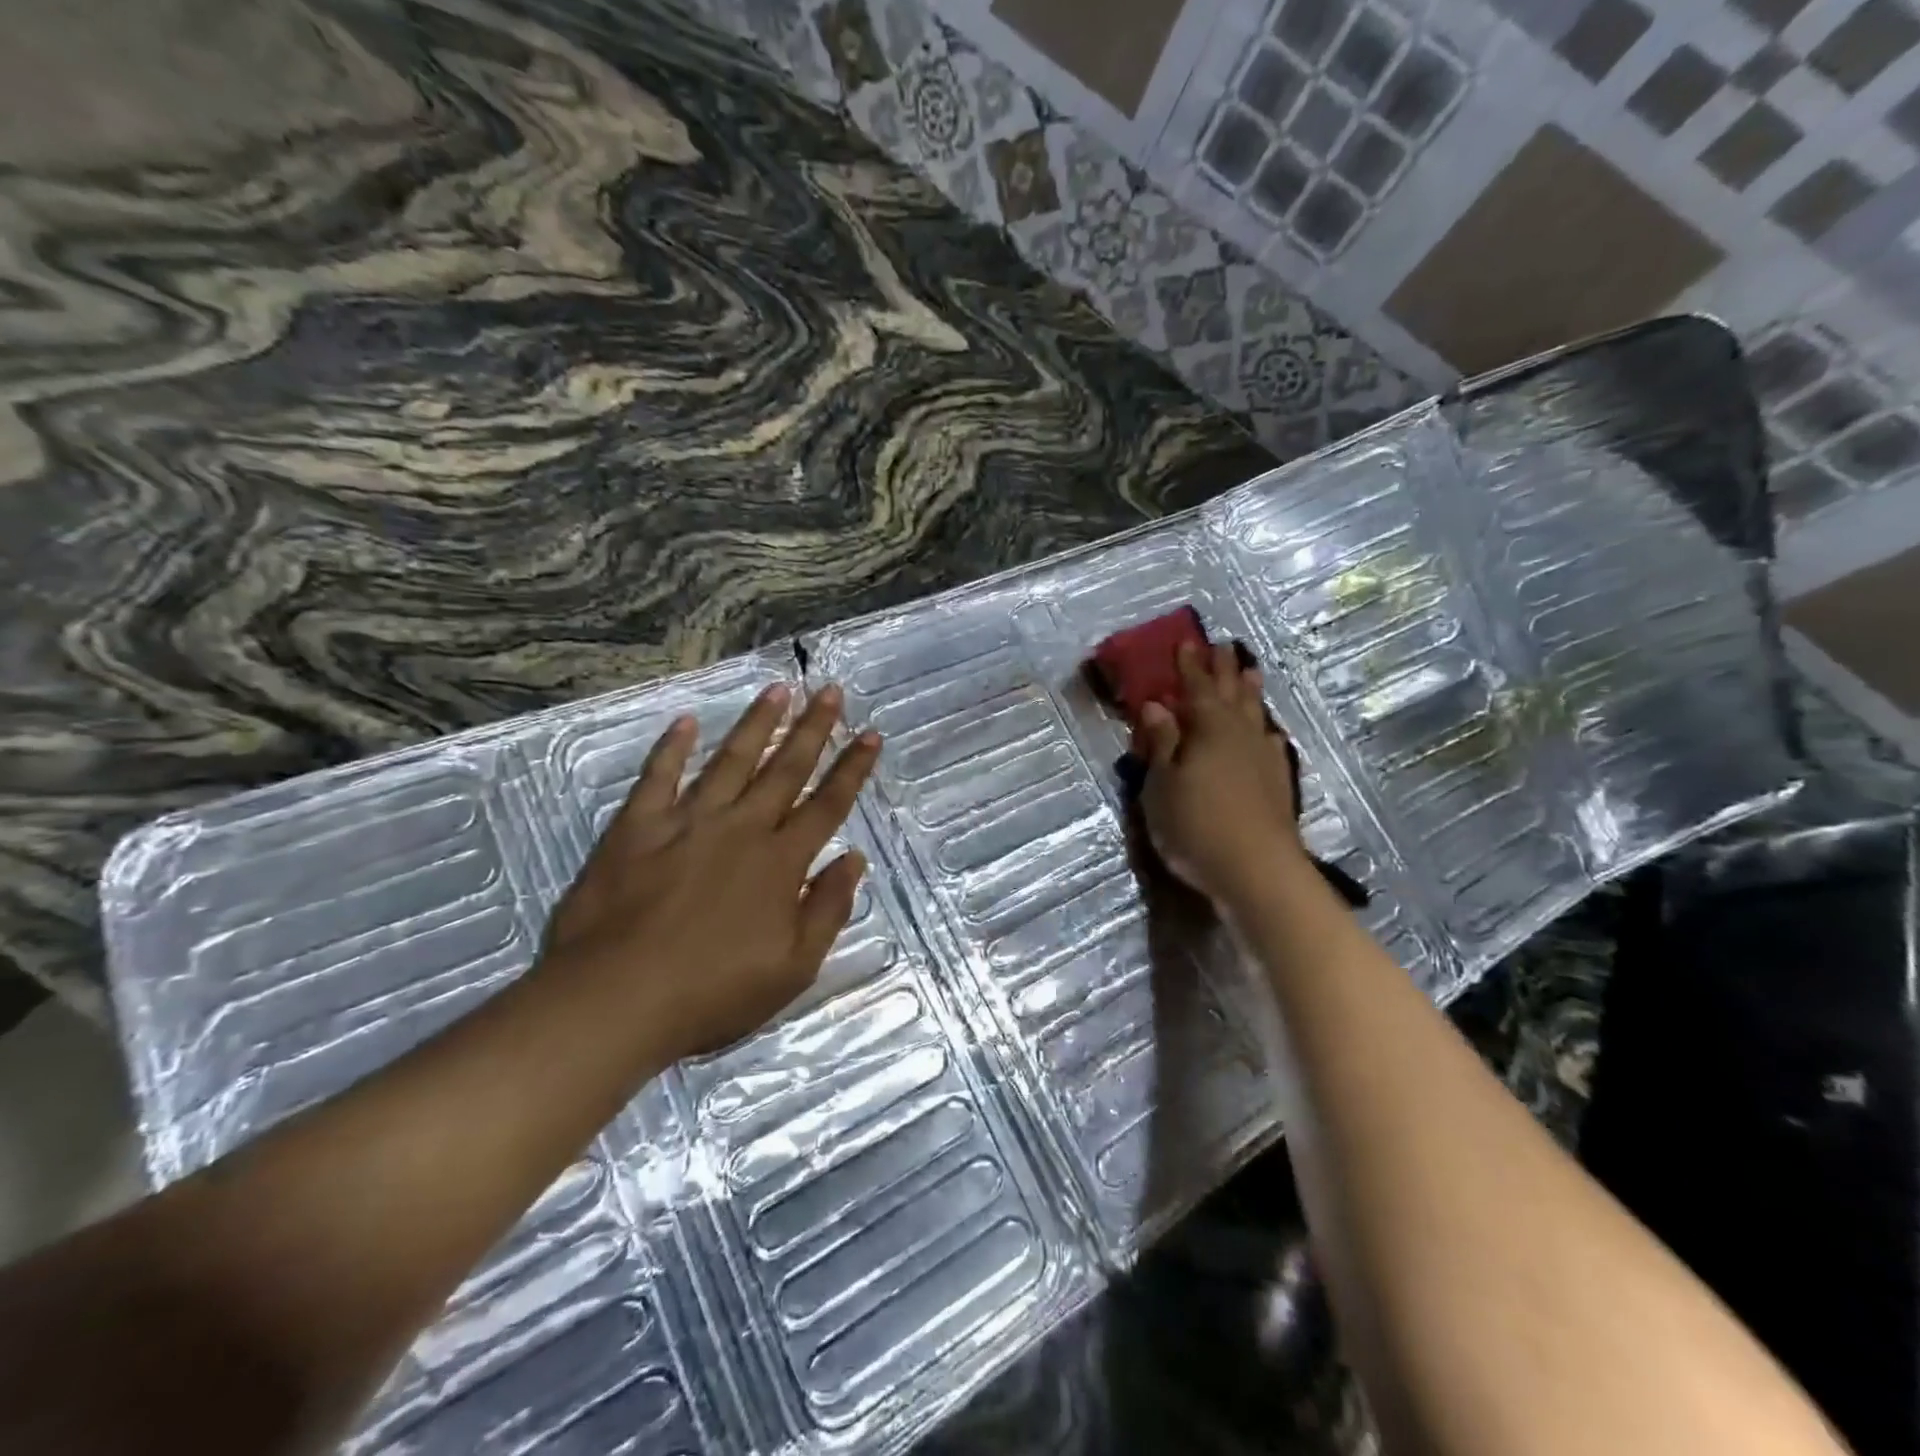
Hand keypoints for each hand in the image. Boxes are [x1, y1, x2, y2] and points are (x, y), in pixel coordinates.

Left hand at [540, 682, 881, 1058]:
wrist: (615, 1000)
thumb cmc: (712, 993)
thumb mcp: (793, 968)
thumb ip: (828, 908)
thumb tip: (854, 859)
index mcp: (780, 862)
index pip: (828, 805)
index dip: (852, 768)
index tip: (871, 734)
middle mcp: (741, 829)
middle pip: (785, 769)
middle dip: (813, 728)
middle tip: (831, 690)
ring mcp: (687, 822)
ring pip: (730, 761)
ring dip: (757, 723)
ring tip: (778, 689)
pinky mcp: (637, 828)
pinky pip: (658, 777)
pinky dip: (671, 748)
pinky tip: (685, 721)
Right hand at [1135, 641, 1308, 908]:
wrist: (1256, 871)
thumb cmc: (1195, 825)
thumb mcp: (1162, 785)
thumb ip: (1161, 743)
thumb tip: (1156, 705)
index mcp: (1209, 729)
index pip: (1197, 688)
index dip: (1189, 666)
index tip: (1186, 642)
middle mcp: (1240, 734)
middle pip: (1231, 694)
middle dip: (1223, 670)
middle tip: (1222, 647)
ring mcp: (1263, 758)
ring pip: (1256, 714)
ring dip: (1250, 692)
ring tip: (1250, 672)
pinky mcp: (1278, 783)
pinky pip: (1271, 742)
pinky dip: (1266, 731)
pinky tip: (1268, 734)